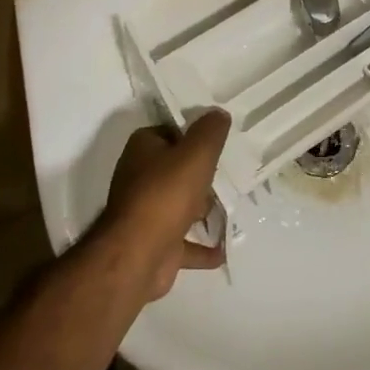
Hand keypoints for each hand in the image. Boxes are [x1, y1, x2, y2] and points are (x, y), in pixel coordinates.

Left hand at [98, 110, 232, 299]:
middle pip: (177, 168)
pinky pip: (184, 242)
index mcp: (143, 149)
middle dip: (201, 173)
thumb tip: (218, 113)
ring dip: (202, 208)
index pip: (172, 131)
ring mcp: (146, 213)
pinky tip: (222, 250)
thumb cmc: (167, 194)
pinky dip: (202, 247)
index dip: (195, 134)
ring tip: (231, 204)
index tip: (220, 139)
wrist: (138, 256)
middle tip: (230, 172)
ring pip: (180, 204)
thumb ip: (210, 130)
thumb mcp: (196, 152)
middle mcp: (140, 177)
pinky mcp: (155, 244)